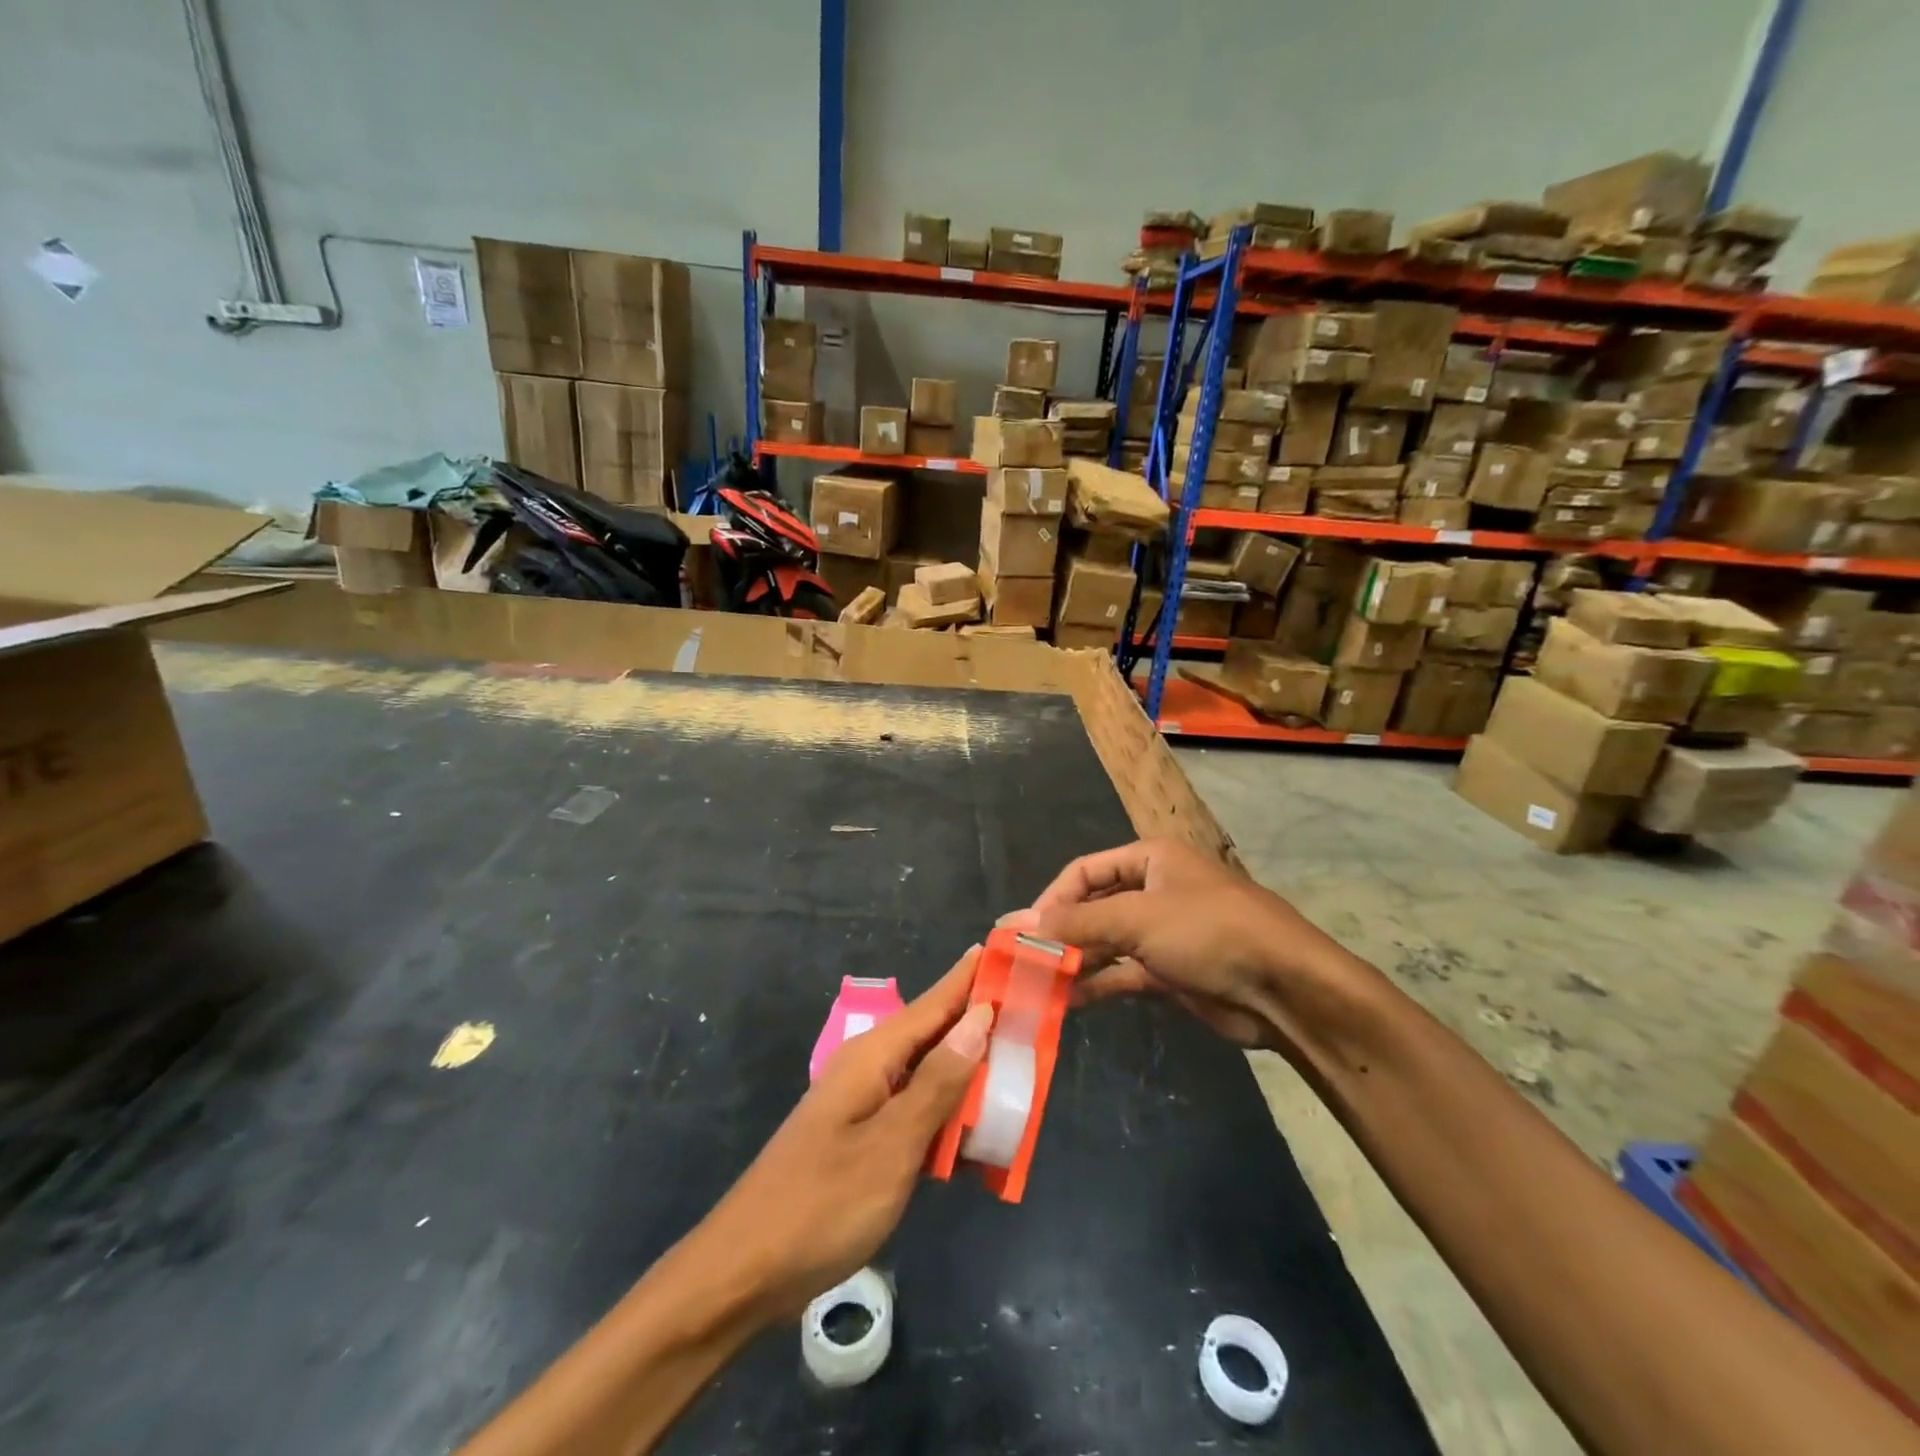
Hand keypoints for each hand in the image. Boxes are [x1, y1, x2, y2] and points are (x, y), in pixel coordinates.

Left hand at [681, 949, 992, 1322]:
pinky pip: (916, 1110)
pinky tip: (976, 1132)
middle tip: (1035, 1015)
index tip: (1010, 949)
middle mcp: (869, 1068)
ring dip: (969, 1073)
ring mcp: (863, 1104)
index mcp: (874, 1056)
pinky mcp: (862, 1138)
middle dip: (981, 1023)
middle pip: (935, 1035)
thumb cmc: (822, 1204)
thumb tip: (979, 1019)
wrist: (744, 1272)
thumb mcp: (891, 1145)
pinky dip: (948, 1114)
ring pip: (929, 1074)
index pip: (935, 1002)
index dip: (972, 978)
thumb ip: (937, 1083)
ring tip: (1019, 1068)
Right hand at [1010, 839, 1373, 1052]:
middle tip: (1023, 961)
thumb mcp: (1137, 918)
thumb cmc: (1209, 932)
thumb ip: (1076, 922)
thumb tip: (1017, 923)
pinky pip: (1123, 973)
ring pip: (1106, 943)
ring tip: (1038, 986)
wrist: (1285, 988)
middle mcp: (1154, 890)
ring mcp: (1163, 933)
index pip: (1084, 871)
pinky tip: (1069, 1002)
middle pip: (1093, 907)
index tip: (1022, 931)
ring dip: (1075, 962)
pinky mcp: (1171, 972)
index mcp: (1150, 859)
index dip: (1051, 899)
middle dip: (1061, 933)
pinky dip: (1098, 984)